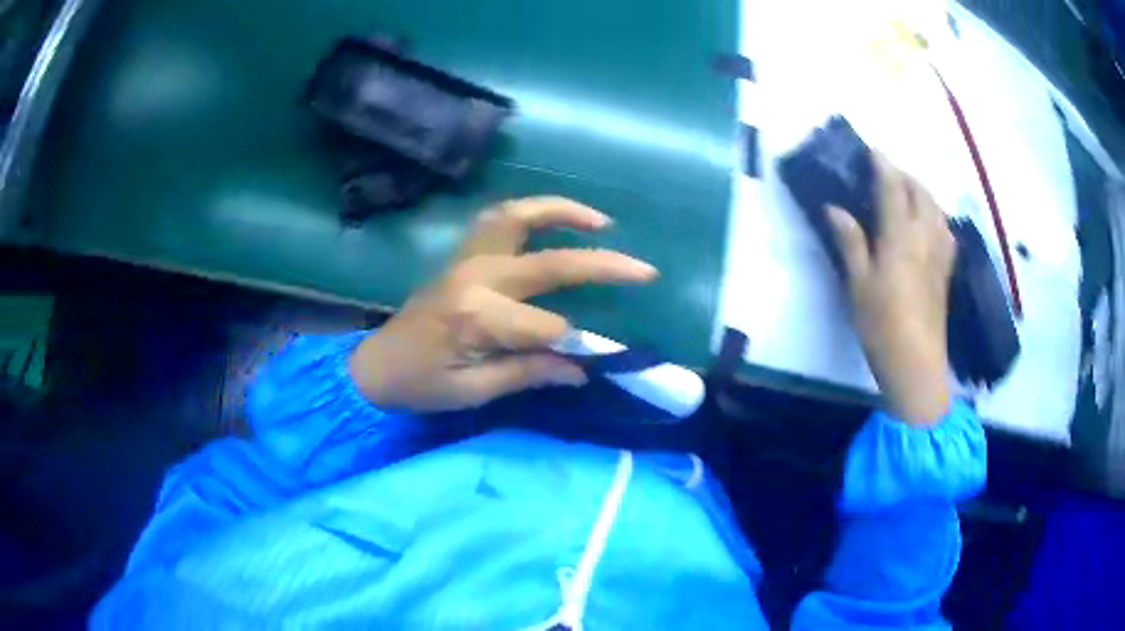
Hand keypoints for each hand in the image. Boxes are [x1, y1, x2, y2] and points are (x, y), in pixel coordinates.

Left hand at [348, 197, 657, 412]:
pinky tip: (553, 220)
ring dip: (562, 211)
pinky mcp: (462, 255)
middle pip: (550, 263)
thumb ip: (527, 374)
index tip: (585, 362)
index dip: (570, 346)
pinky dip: (530, 211)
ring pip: (518, 217)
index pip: (546, 327)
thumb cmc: (420, 385)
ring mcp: (467, 259)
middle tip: (644, 269)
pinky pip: (498, 219)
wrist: (376, 364)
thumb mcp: (471, 392)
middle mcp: (476, 277)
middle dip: (602, 267)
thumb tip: (581, 369)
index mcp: (476, 318)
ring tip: (601, 221)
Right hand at [828, 154, 955, 425]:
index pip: (893, 187)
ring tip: (907, 194)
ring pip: (937, 208)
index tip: (872, 150)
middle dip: (905, 175)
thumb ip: (850, 241)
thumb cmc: (882, 325)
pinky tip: (929, 224)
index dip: (883, 165)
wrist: (917, 364)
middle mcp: (925, 236)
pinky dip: (935, 215)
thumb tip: (835, 208)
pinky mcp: (946, 271)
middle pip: (921, 192)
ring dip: (922, 192)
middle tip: (887, 173)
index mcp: (900, 236)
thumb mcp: (858, 284)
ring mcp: (940, 254)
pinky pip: (945, 229)